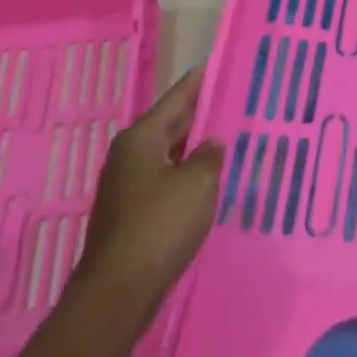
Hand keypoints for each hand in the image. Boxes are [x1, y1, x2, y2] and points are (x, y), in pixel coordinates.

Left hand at [80, 68, 224, 299]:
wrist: (119, 290)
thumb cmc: (160, 225)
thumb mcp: (198, 183)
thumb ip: (210, 155)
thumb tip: (212, 143)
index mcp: (141, 138)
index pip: (177, 98)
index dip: (201, 82)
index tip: (222, 65)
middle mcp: (130, 154)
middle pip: (171, 124)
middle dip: (201, 114)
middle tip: (236, 101)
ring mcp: (128, 184)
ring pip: (169, 153)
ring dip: (196, 146)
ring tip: (230, 136)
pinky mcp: (132, 212)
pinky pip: (166, 178)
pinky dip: (187, 173)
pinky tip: (210, 178)